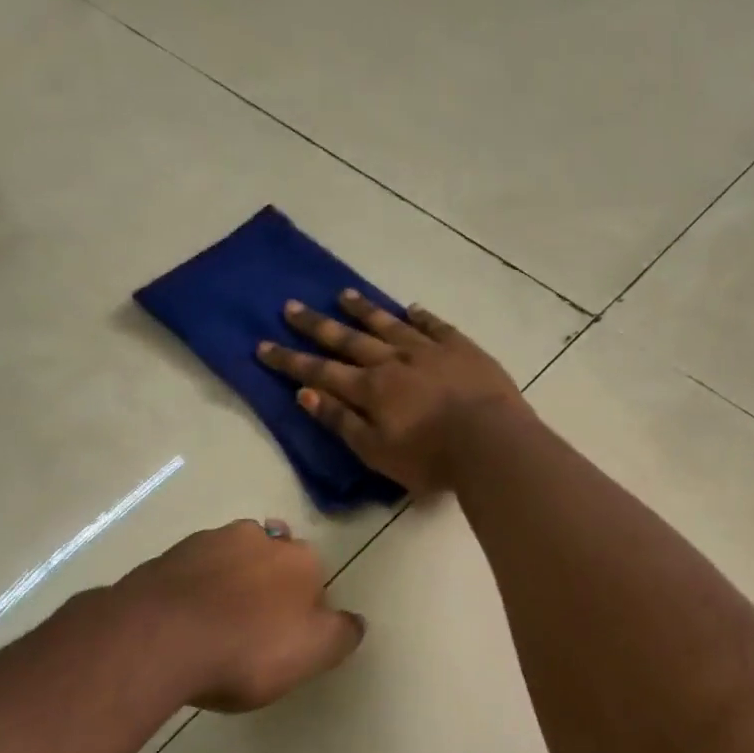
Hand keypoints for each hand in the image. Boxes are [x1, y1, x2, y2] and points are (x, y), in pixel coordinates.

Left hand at [115, 518, 364, 712]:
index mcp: (300, 558)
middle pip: (271, 558)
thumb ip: (342, 634)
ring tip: (214, 624)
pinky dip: (191, 591)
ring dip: (227, 581)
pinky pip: (188, 574)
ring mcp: (206, 543)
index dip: (305, 604)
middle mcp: (257, 538)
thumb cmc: (247, 648)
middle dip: (267, 582)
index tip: (291, 634)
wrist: (157, 640)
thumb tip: (355, 621)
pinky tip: (182, 623)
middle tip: (254, 625)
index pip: (314, 575)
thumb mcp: (313, 652)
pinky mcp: (163, 559)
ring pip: (228, 559)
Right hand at [257, 292, 528, 493]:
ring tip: (342, 294)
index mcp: (371, 389)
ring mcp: (429, 350)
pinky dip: (420, 316)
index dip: (290, 360)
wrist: (491, 442)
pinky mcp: (462, 348)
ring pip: (389, 324)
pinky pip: (435, 325)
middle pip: (349, 339)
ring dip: (363, 310)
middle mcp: (394, 361)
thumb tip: (305, 393)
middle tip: (290, 306)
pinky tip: (409, 308)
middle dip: (317, 325)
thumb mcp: (377, 452)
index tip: (263, 345)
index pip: (320, 371)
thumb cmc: (431, 458)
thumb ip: (341, 421)